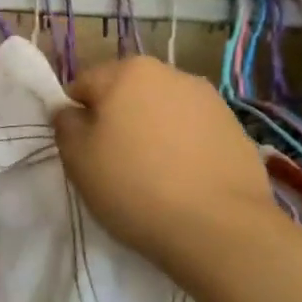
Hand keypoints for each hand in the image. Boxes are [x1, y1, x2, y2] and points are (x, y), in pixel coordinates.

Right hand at [52, 57, 272, 269]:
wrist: (220, 229)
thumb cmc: (134, 186)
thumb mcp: (77, 159)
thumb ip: (65, 125)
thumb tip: (71, 111)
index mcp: (128, 72)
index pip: (84, 85)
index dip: (77, 118)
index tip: (82, 151)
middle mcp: (170, 74)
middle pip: (126, 94)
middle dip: (117, 120)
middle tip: (114, 163)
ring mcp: (209, 100)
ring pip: (162, 112)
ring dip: (152, 132)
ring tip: (153, 175)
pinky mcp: (235, 129)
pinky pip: (193, 133)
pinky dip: (183, 148)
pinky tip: (183, 181)